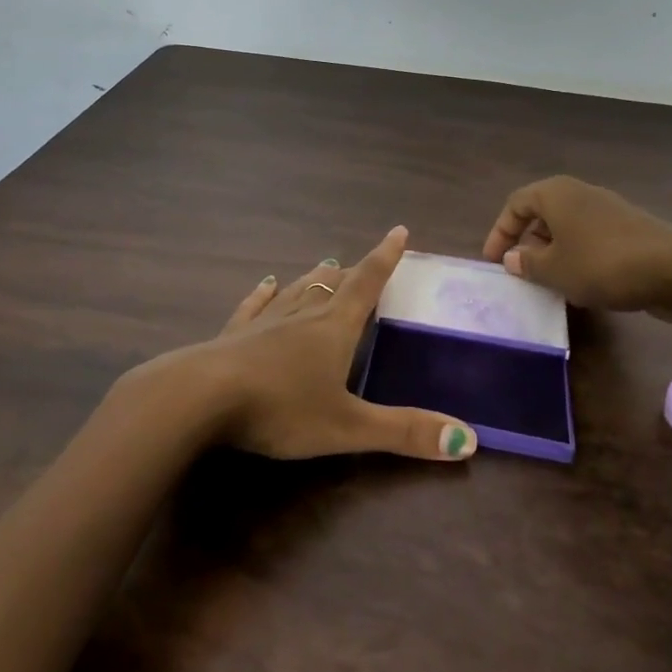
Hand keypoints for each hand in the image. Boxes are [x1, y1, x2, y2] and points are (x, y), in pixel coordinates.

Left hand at [149, 226, 477, 462]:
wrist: (201, 397)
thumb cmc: (281, 408)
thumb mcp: (348, 427)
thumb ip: (405, 433)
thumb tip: (470, 440)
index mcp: (334, 329)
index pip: (367, 284)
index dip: (386, 258)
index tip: (399, 231)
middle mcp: (302, 315)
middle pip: (332, 285)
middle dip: (351, 273)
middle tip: (361, 264)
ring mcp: (264, 321)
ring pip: (296, 291)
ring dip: (314, 279)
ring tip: (325, 266)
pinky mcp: (233, 334)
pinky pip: (254, 305)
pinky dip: (265, 293)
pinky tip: (265, 284)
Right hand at [481, 176, 671, 317]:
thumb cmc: (602, 264)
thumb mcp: (555, 270)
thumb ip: (527, 264)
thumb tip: (513, 258)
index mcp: (555, 193)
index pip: (515, 204)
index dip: (500, 232)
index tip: (493, 262)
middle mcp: (580, 193)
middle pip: (542, 213)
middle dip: (527, 242)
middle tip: (520, 272)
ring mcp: (607, 209)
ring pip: (567, 227)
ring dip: (553, 253)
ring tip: (548, 282)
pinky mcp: (628, 229)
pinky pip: (590, 238)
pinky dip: (578, 256)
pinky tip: (582, 284)